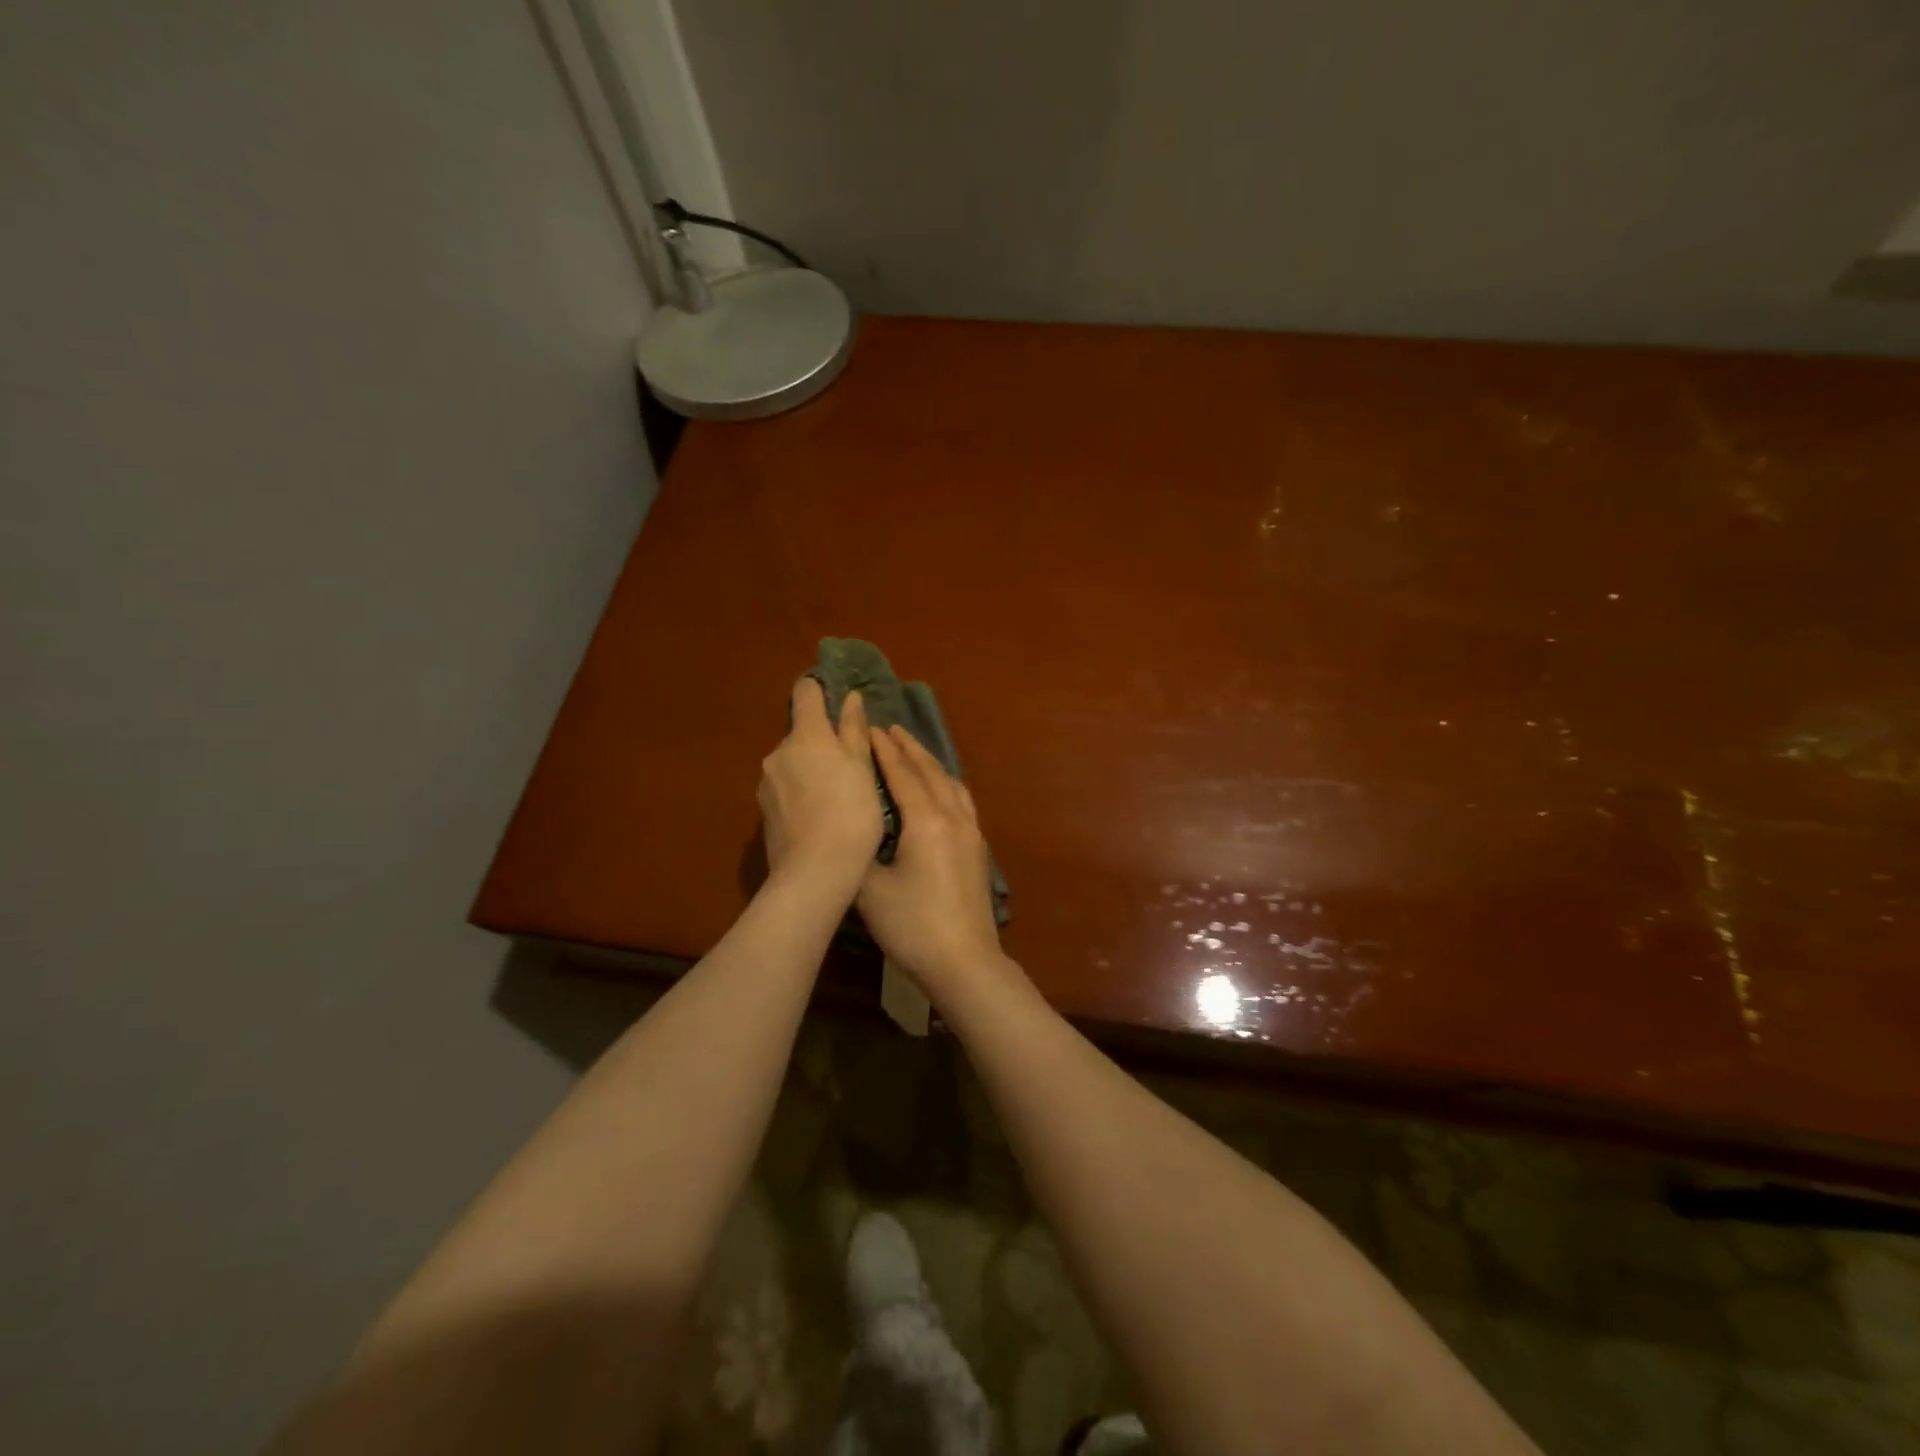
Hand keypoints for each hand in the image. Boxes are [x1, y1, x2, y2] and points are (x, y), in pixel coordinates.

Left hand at [758, 679, 882, 896]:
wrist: (815, 872)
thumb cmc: (851, 813)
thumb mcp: (863, 769)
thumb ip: (853, 731)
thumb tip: (850, 698)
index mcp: (806, 735)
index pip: (805, 692)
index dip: (820, 691)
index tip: (838, 704)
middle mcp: (778, 752)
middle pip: (801, 733)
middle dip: (821, 742)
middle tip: (850, 767)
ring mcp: (766, 783)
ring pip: (792, 763)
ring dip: (810, 770)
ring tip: (836, 798)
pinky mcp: (763, 811)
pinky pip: (785, 790)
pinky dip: (800, 794)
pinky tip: (819, 817)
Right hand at [858, 726, 1008, 999]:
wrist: (964, 961)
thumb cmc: (913, 926)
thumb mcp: (870, 890)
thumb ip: (857, 854)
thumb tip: (851, 834)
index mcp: (926, 822)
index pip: (902, 774)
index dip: (884, 751)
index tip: (870, 729)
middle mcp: (953, 817)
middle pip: (930, 771)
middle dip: (909, 748)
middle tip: (890, 728)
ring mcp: (971, 832)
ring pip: (951, 783)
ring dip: (930, 763)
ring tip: (913, 751)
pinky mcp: (978, 848)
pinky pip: (962, 799)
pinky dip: (946, 783)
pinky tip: (940, 788)